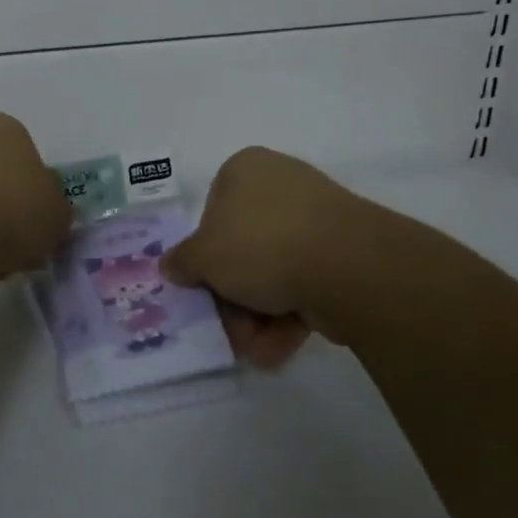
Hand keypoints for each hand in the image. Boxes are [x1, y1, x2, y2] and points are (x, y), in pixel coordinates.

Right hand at [160, 146, 375, 367]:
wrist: (346, 264)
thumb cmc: (261, 244)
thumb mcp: (204, 256)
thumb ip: (182, 262)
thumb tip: (170, 265)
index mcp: (244, 169)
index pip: (212, 212)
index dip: (206, 256)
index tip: (206, 289)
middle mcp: (279, 184)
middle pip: (243, 248)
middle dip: (234, 298)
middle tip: (230, 331)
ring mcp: (315, 217)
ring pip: (274, 271)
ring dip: (259, 315)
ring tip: (257, 348)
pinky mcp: (342, 250)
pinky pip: (304, 281)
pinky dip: (289, 314)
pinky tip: (280, 346)